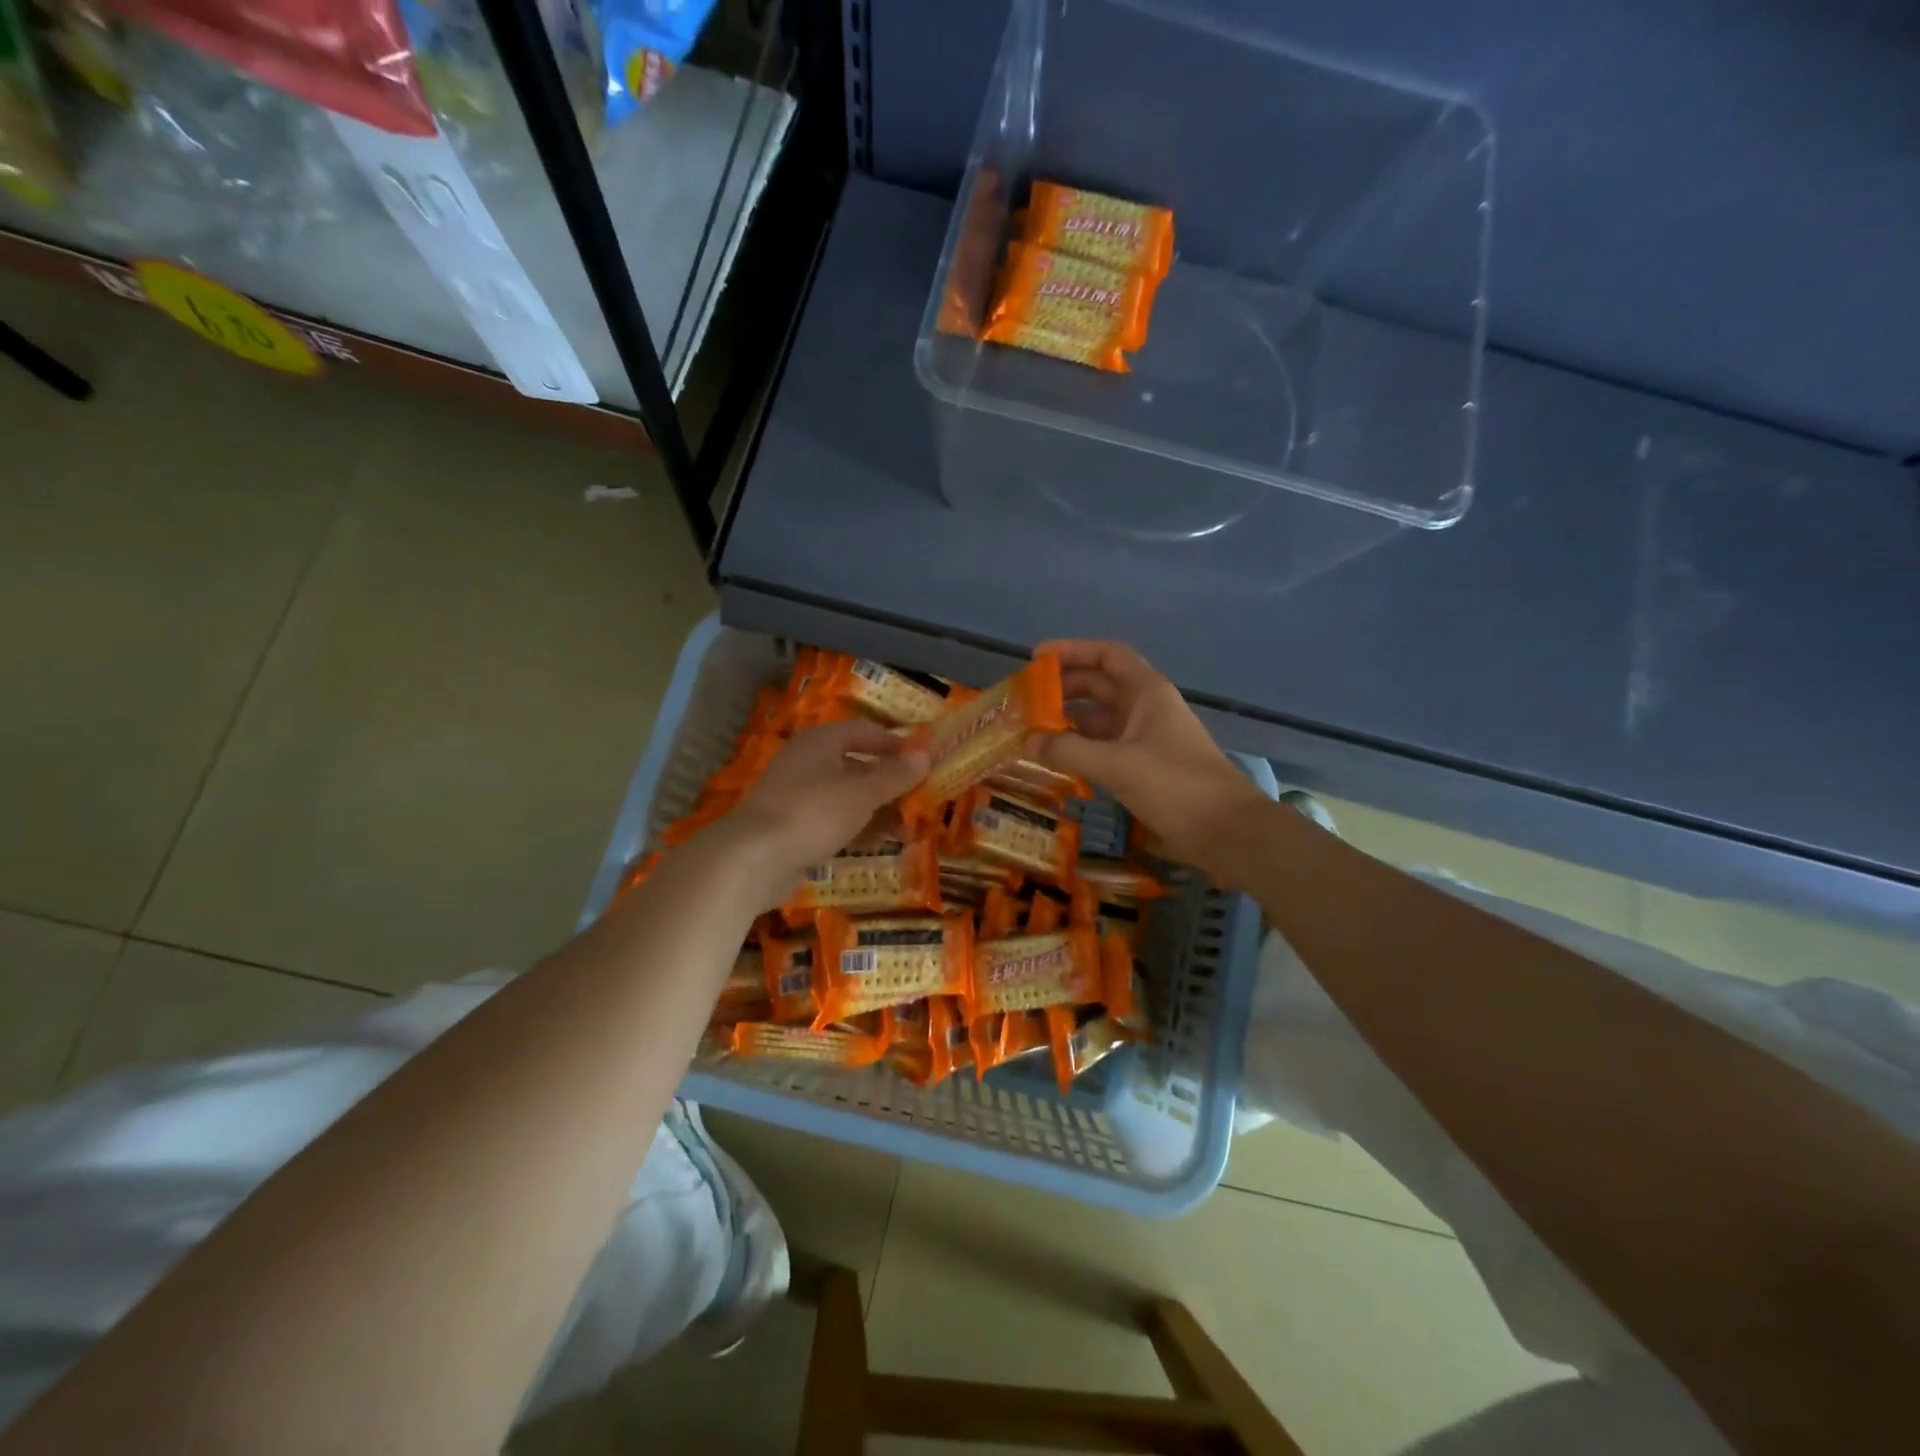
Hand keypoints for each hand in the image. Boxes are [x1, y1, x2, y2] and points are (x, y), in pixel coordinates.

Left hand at [721, 719, 928, 904]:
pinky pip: (834, 821)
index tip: (924, 760)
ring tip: (907, 831)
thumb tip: (925, 755)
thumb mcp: (862, 793)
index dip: (895, 744)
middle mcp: (808, 762)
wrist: (754, 859)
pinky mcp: (794, 828)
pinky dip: (858, 829)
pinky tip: (879, 844)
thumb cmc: (813, 812)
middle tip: (921, 800)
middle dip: (890, 784)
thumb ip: (895, 775)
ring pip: (847, 797)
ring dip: (878, 811)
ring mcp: (798, 796)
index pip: (865, 731)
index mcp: (821, 742)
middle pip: (858, 766)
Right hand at [1032, 640, 1266, 874]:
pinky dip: (1080, 748)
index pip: (1107, 655)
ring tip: (1031, 729)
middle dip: (1063, 688)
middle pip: (1099, 686)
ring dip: (1068, 720)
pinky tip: (1055, 758)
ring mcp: (1145, 739)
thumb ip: (1069, 750)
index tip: (1036, 658)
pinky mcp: (1144, 768)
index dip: (1072, 650)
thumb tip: (1027, 741)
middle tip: (1025, 700)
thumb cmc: (1176, 785)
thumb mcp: (1117, 764)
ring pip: (1100, 719)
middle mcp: (1146, 708)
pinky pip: (1104, 747)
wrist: (1226, 831)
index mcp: (1147, 692)